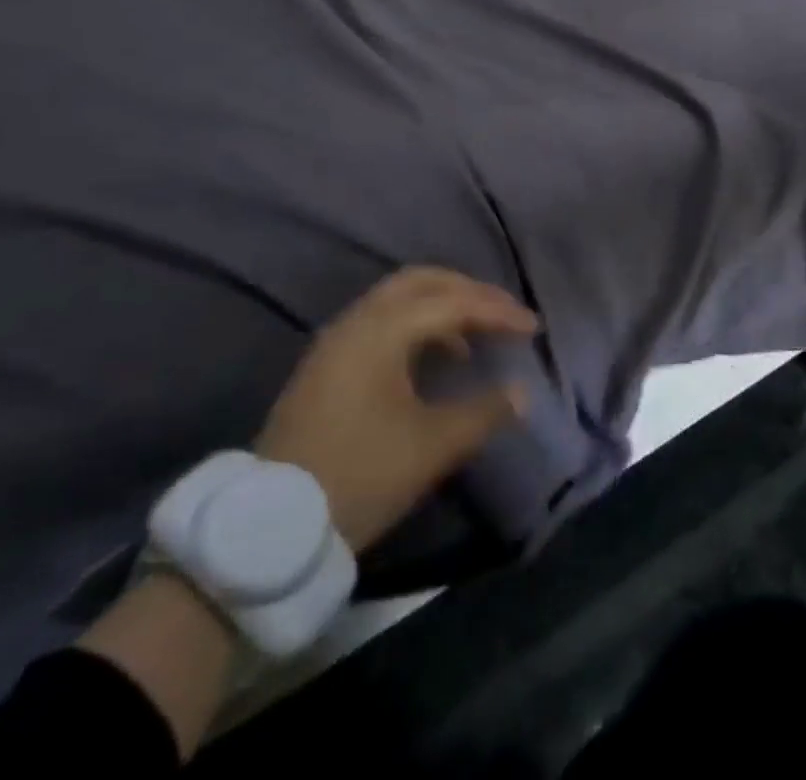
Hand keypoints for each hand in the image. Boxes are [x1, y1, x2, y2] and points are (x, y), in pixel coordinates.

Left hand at [255, 267, 538, 550]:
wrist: (272, 525)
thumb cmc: (360, 475)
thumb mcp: (431, 447)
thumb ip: (483, 412)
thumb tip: (520, 391)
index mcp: (383, 331)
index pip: (453, 303)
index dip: (498, 311)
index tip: (533, 328)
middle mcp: (357, 321)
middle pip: (422, 281)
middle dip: (468, 291)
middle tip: (503, 313)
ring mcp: (336, 340)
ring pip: (398, 298)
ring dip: (441, 305)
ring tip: (474, 336)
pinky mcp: (326, 363)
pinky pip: (381, 320)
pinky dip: (416, 323)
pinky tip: (433, 356)